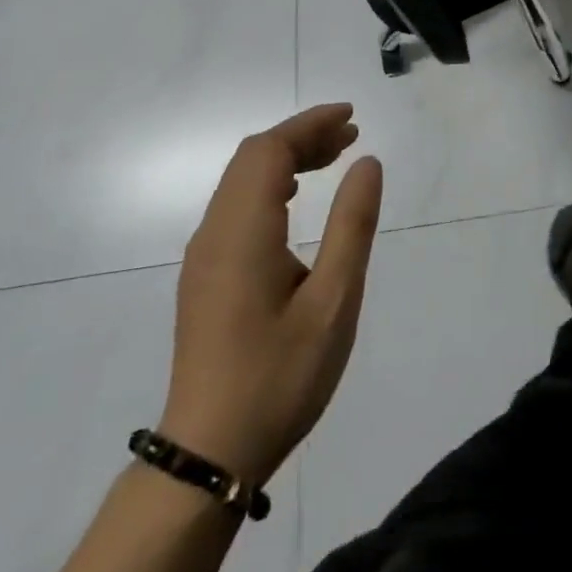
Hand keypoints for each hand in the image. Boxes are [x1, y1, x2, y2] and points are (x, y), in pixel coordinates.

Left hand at [157, 103, 382, 488]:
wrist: (210, 454)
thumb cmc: (280, 377)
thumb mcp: (333, 301)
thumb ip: (352, 225)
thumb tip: (367, 162)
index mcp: (242, 232)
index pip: (269, 151)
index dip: (309, 124)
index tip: (351, 117)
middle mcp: (214, 232)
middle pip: (253, 158)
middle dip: (301, 137)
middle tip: (351, 137)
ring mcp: (204, 255)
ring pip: (242, 181)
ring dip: (286, 159)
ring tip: (334, 158)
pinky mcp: (205, 275)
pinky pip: (236, 206)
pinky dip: (271, 186)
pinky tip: (297, 201)